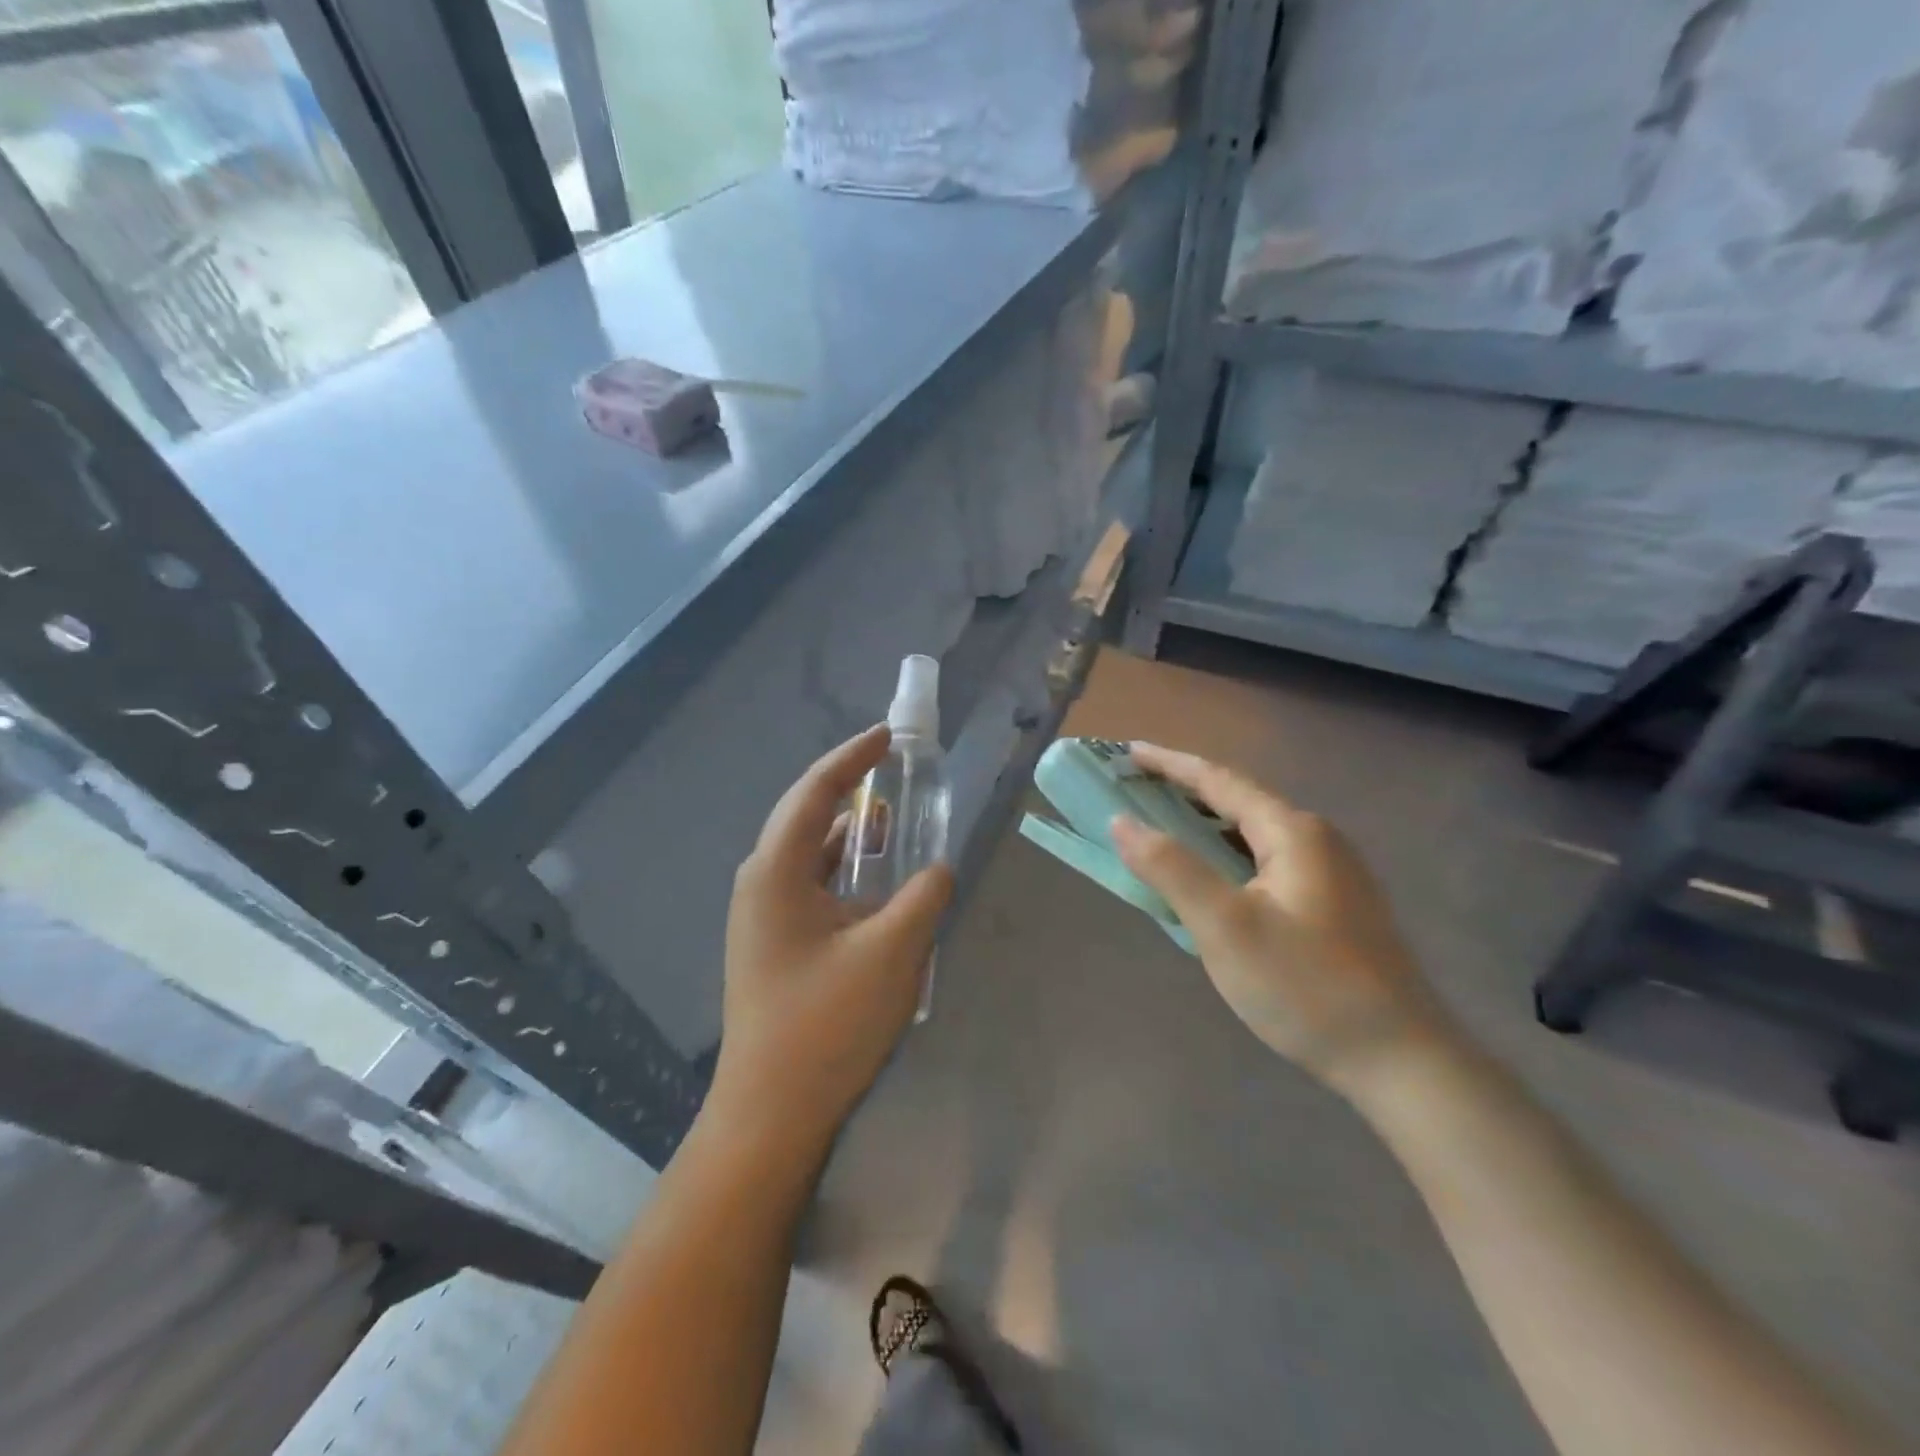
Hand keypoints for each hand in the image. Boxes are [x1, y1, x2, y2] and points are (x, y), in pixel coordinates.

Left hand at [709, 726, 953, 1148]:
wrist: (771, 1113)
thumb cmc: (826, 1025)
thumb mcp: (891, 953)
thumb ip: (922, 897)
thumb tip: (936, 869)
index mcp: (776, 873)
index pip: (814, 793)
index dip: (852, 758)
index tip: (886, 735)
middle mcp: (761, 883)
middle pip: (806, 816)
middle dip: (848, 787)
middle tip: (890, 766)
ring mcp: (763, 915)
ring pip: (810, 854)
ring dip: (849, 833)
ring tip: (891, 816)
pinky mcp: (774, 942)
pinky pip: (813, 885)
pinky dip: (845, 870)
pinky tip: (876, 880)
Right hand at [1110, 743, 1443, 1096]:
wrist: (1401, 1063)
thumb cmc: (1305, 987)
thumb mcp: (1225, 927)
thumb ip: (1171, 868)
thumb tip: (1122, 821)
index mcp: (1293, 832)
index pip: (1219, 780)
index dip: (1169, 764)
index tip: (1128, 752)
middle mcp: (1317, 840)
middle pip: (1238, 801)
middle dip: (1184, 793)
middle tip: (1136, 792)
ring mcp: (1333, 874)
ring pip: (1253, 836)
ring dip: (1206, 827)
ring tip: (1163, 830)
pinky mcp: (1336, 906)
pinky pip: (1267, 863)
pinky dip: (1227, 858)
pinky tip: (1212, 882)